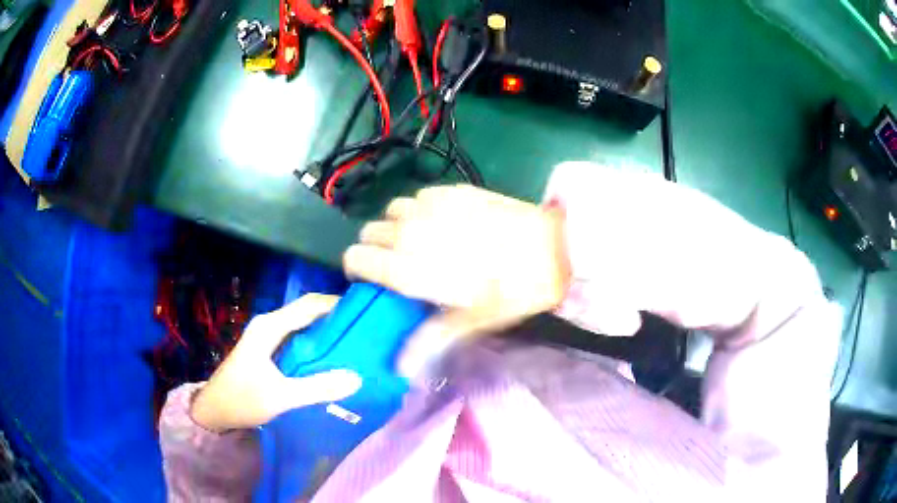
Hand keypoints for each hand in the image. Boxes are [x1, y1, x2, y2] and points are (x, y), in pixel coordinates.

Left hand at [190, 294, 362, 431]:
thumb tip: (357, 378)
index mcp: (270, 327)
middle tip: (366, 332)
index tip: (366, 313)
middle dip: (335, 319)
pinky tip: (331, 359)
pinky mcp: (268, 350)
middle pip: (308, 312)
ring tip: (355, 344)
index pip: (310, 304)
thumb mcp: (281, 396)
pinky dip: (315, 344)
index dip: (337, 305)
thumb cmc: (242, 399)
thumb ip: (318, 387)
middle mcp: (269, 325)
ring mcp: (267, 337)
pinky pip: (297, 339)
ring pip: (303, 326)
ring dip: (326, 332)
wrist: (214, 411)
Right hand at [343, 185, 569, 377]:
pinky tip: (440, 221)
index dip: (356, 269)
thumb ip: (430, 340)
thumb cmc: (512, 290)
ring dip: (395, 226)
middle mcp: (411, 232)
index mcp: (411, 268)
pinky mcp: (451, 190)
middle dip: (374, 248)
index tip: (369, 279)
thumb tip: (400, 368)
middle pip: (369, 233)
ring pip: (391, 211)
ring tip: (417, 240)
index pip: (357, 259)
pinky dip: (418, 209)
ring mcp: (431, 206)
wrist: (552, 248)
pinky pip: (417, 197)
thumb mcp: (472, 321)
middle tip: (396, 263)